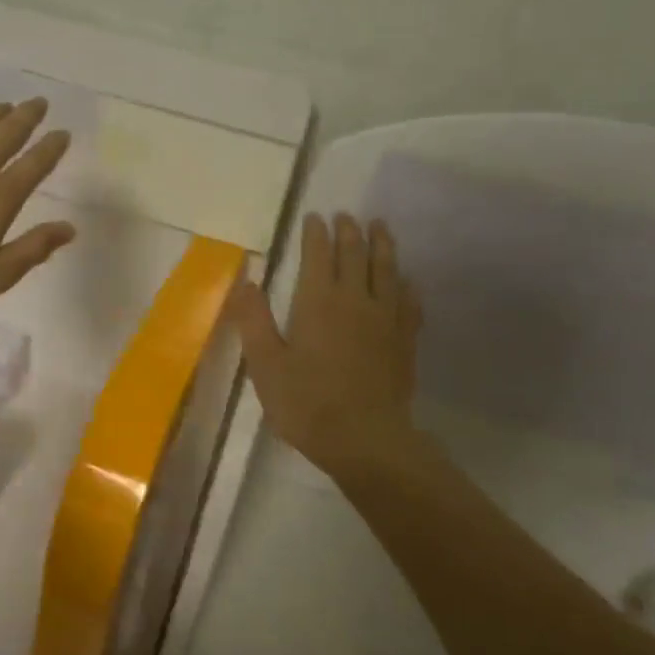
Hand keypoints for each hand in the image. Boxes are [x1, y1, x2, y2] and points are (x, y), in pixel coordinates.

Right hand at [229, 212, 422, 482]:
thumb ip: (253, 320)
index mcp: (318, 301)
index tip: (314, 216)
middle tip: (346, 215)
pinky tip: (406, 280)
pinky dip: (405, 284)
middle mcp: (356, 300)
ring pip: (387, 270)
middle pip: (355, 254)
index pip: (318, 255)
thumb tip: (245, 281)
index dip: (315, 233)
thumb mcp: (265, 364)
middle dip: (349, 231)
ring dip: (383, 244)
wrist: (364, 439)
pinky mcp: (405, 340)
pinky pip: (409, 301)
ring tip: (380, 227)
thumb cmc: (306, 403)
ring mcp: (386, 319)